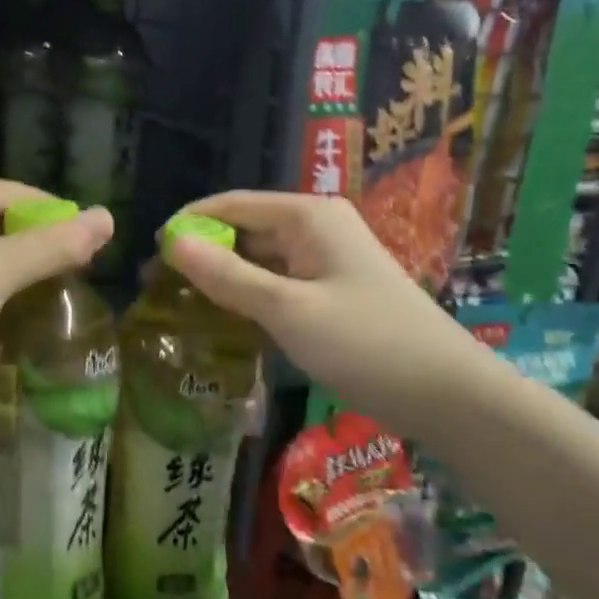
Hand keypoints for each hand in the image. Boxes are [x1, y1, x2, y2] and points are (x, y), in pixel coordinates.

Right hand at [163, 191, 472, 424]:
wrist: (448, 394)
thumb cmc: (366, 343)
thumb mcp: (287, 309)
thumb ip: (227, 277)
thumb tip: (172, 242)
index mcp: (308, 216)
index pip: (232, 205)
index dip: (188, 223)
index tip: (149, 254)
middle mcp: (316, 228)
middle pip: (245, 230)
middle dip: (203, 254)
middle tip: (159, 289)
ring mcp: (327, 261)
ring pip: (261, 260)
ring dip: (224, 279)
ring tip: (181, 306)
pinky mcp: (332, 292)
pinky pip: (279, 284)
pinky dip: (250, 298)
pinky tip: (225, 321)